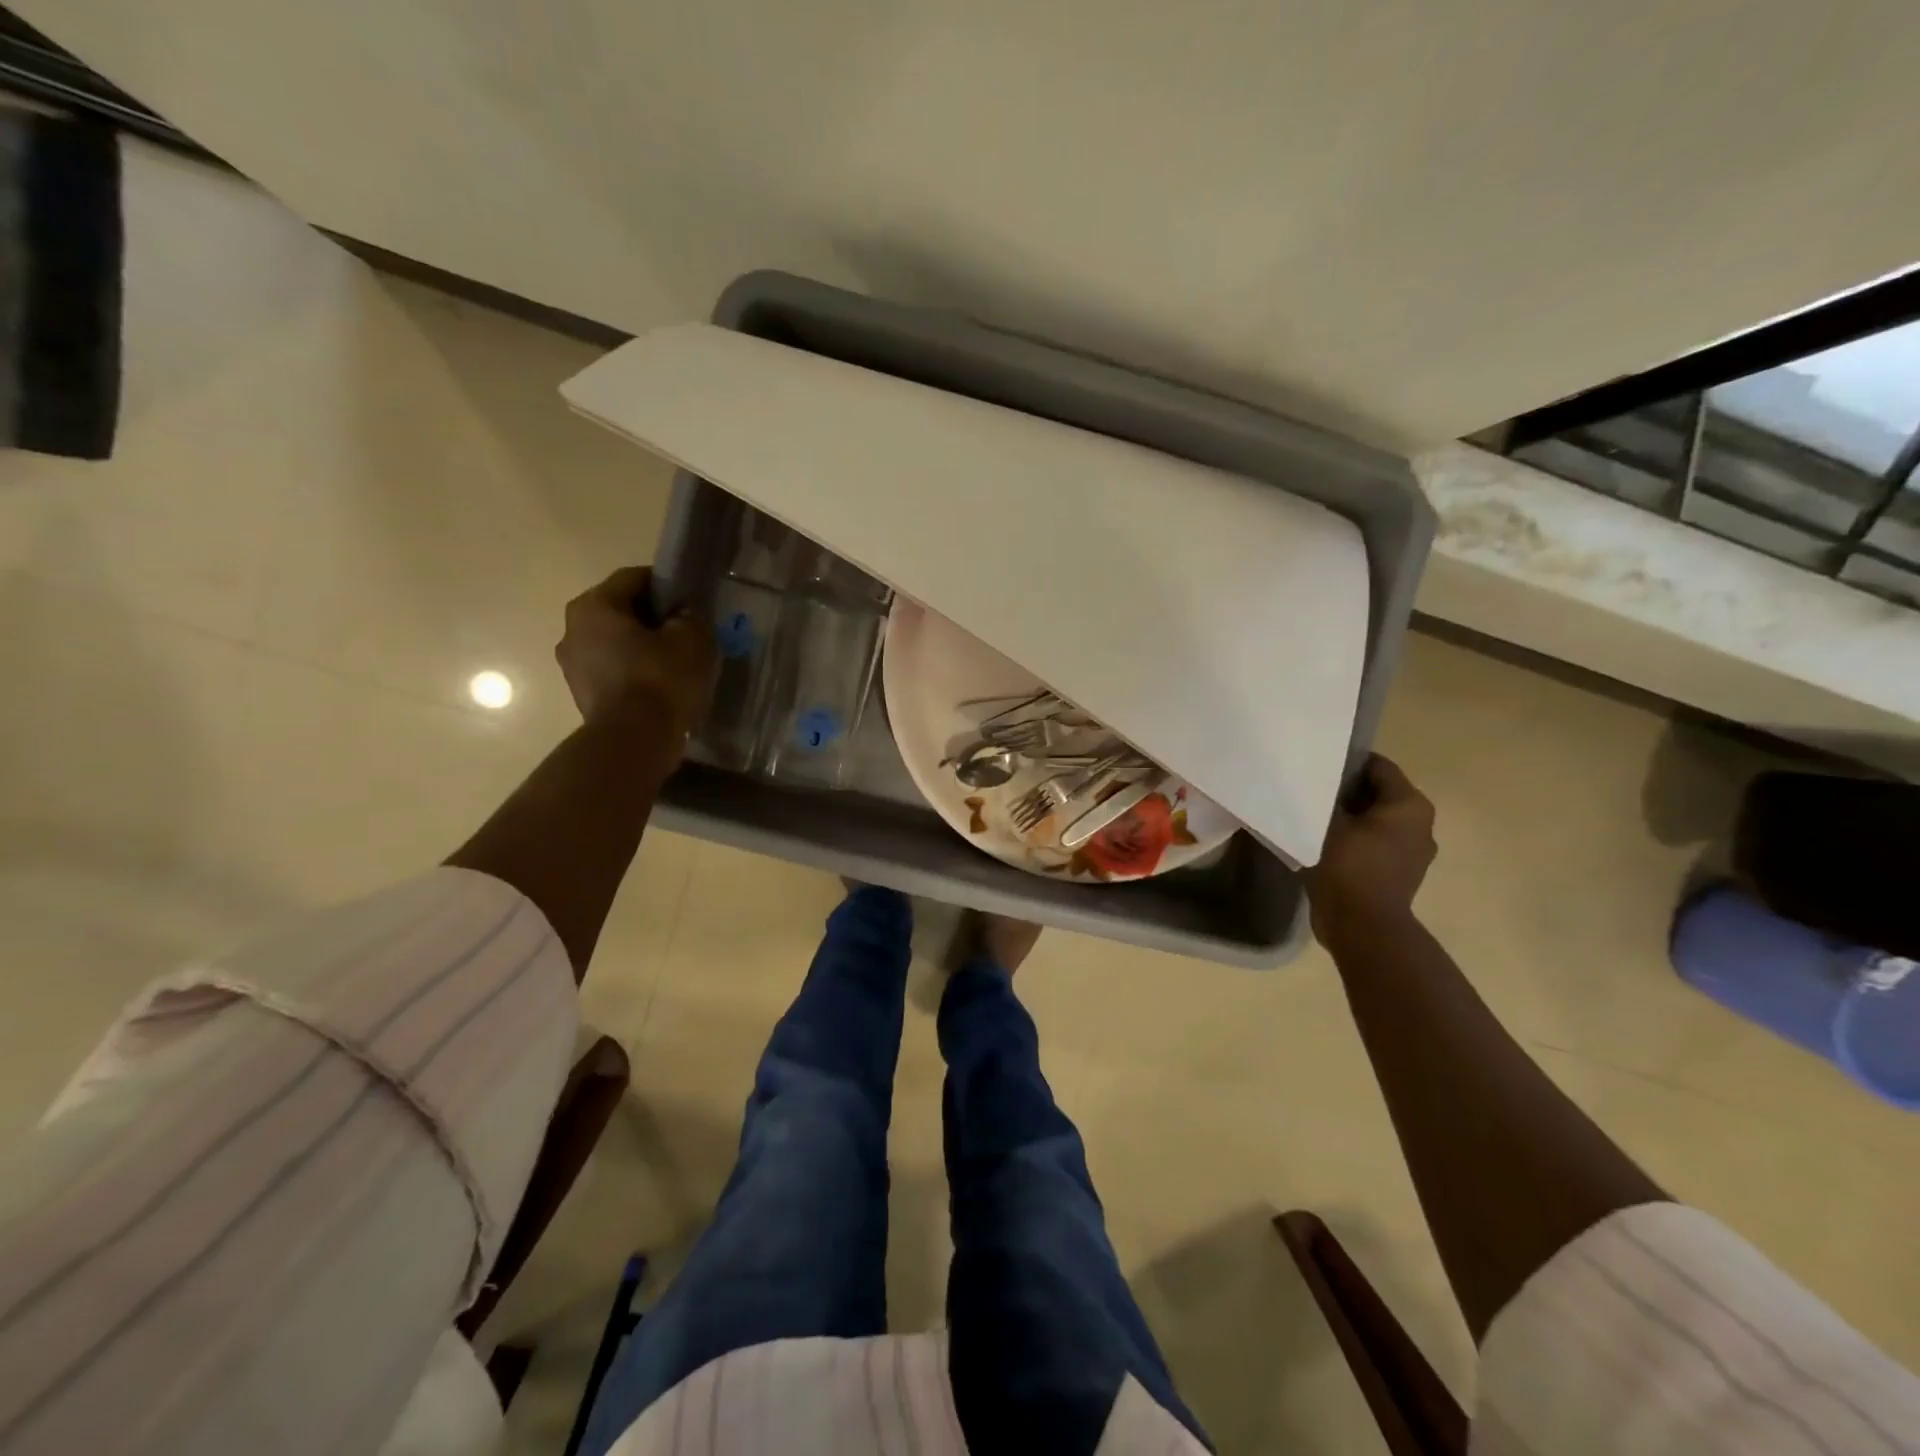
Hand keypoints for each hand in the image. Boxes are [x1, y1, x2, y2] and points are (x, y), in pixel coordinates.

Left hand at [556, 566, 715, 743]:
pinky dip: (635, 673)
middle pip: (621, 612)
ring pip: (616, 644)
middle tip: (685, 631)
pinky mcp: (583, 696)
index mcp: (593, 606)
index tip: (690, 599)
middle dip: (653, 619)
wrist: (634, 741)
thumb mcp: (692, 638)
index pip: (633, 579)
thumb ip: (690, 618)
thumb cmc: (660, 679)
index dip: (666, 584)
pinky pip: (614, 672)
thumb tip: (682, 619)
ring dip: (643, 648)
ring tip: (677, 662)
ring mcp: (573, 667)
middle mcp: (572, 630)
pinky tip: (662, 686)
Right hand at [1307, 754, 1436, 946]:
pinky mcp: (1400, 873)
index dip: (1345, 762)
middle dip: (1346, 791)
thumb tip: (1318, 785)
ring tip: (1315, 819)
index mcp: (1410, 804)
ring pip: (1376, 820)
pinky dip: (1355, 840)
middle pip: (1378, 793)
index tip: (1315, 768)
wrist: (1362, 926)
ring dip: (1350, 818)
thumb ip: (1326, 796)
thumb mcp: (1327, 822)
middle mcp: (1420, 824)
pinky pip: (1375, 844)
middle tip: (1311, 793)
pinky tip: (1326, 845)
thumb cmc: (1347, 866)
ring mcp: (1413, 852)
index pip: (1377, 766)